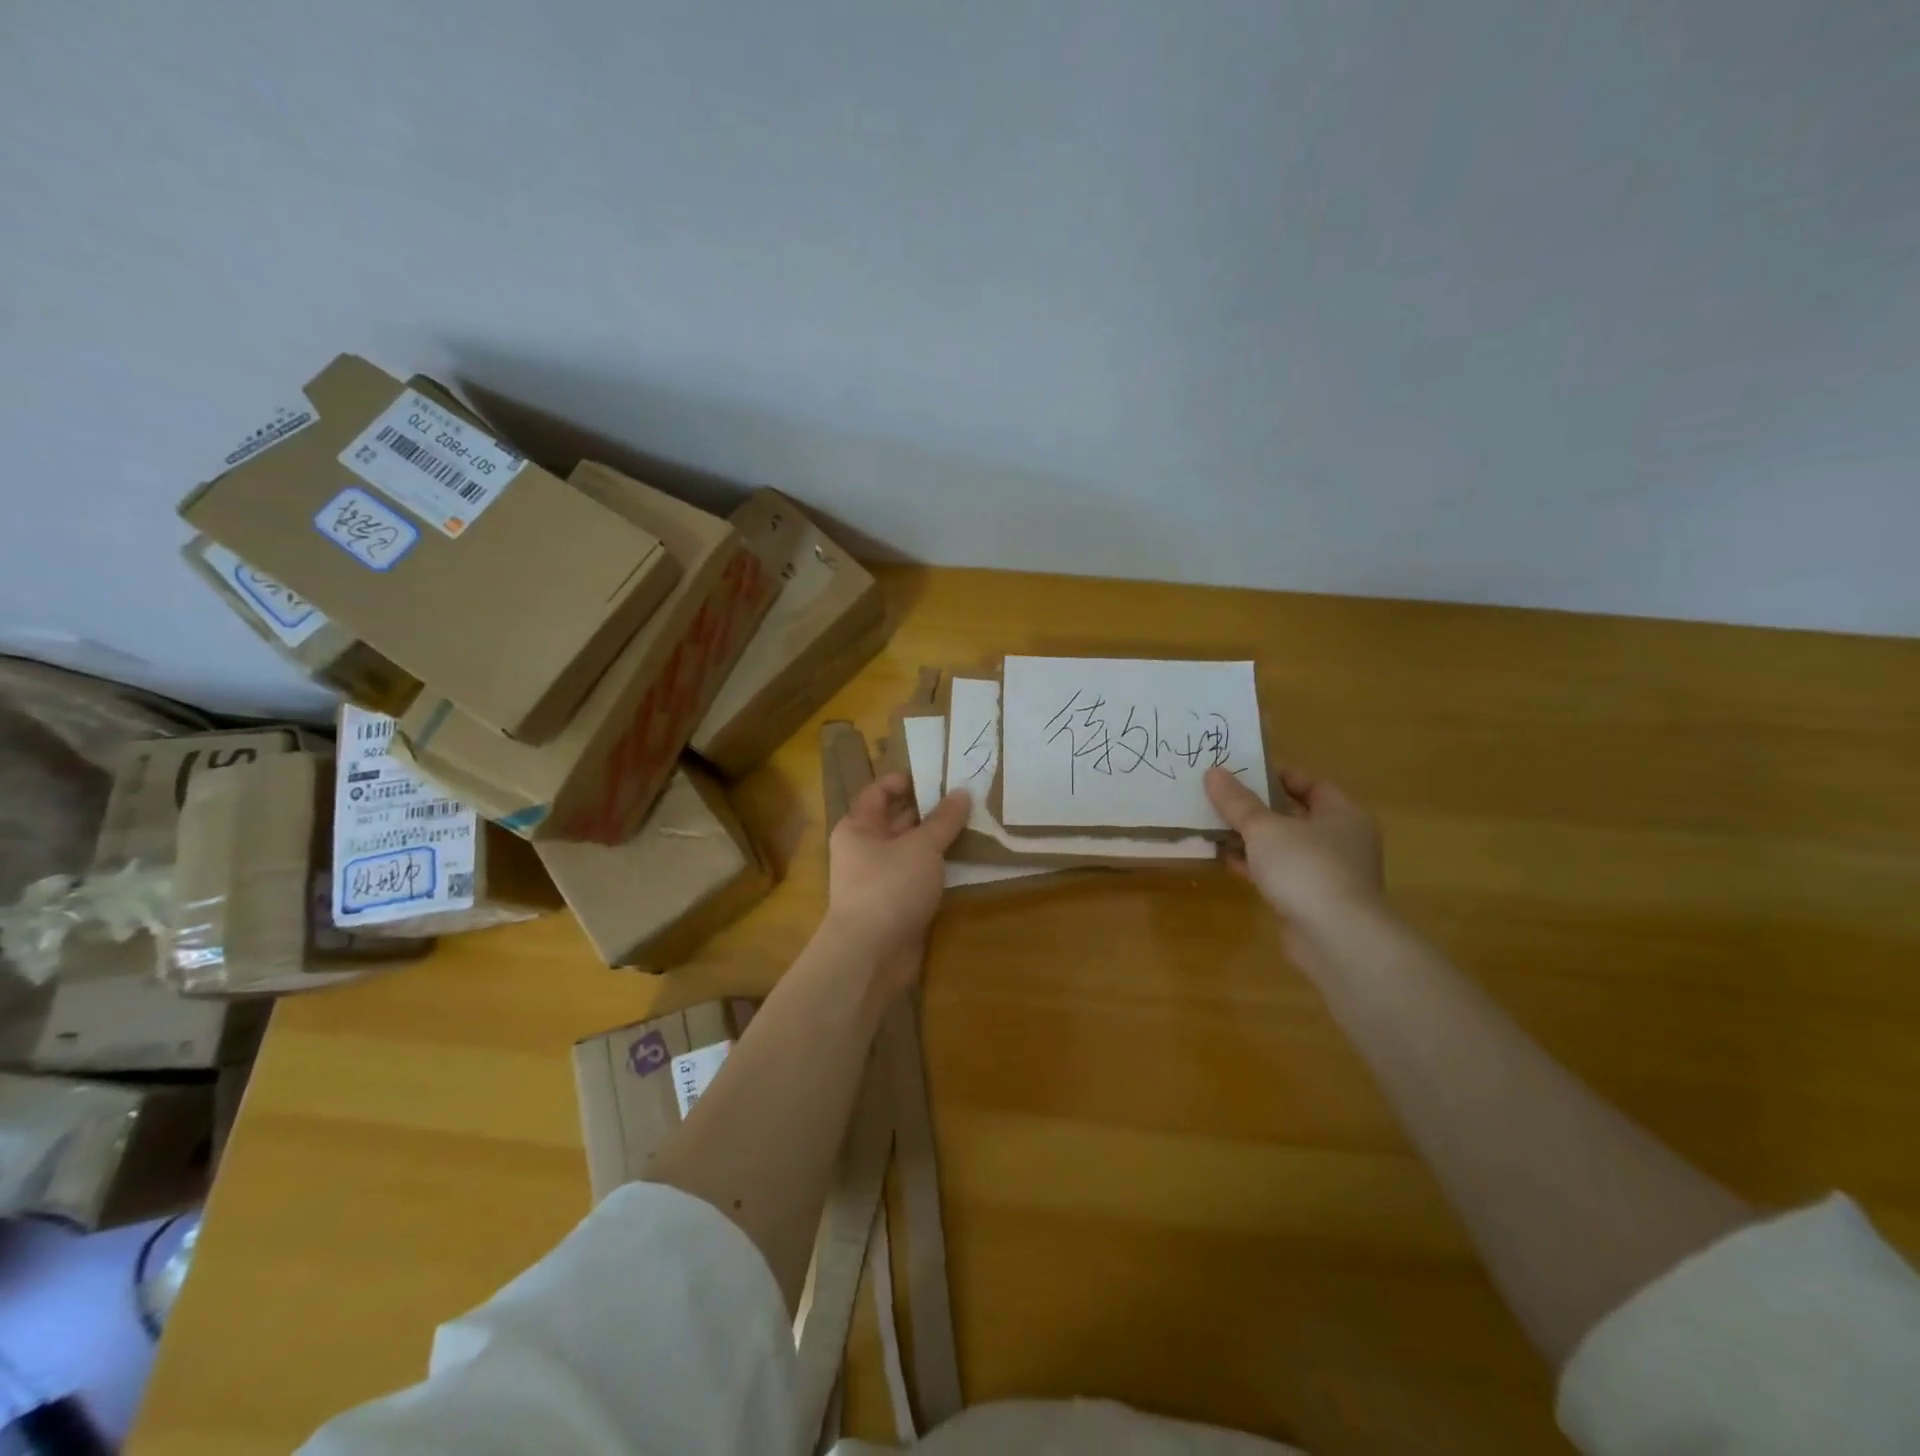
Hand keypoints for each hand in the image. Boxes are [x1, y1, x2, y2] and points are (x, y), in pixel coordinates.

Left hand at [826, 773, 970, 977]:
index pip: (880, 791)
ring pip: (912, 848)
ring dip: (939, 838)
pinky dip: (939, 865)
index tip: (942, 774)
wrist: (871, 955)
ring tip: (976, 821)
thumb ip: (944, 820)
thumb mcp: (922, 847)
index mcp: (859, 826)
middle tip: (968, 795)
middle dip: (931, 808)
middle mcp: (865, 848)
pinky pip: (919, 874)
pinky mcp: (896, 902)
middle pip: (898, 818)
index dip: (908, 780)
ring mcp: (880, 877)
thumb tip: (963, 792)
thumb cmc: (890, 887)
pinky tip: (967, 858)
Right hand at [1205, 765, 1384, 932]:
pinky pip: (1280, 873)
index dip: (1275, 775)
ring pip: (1284, 846)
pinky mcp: (1313, 900)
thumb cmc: (1306, 869)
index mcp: (1342, 813)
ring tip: (1215, 827)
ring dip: (1253, 839)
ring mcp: (1329, 873)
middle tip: (1221, 798)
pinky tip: (1226, 860)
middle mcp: (1342, 840)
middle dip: (1257, 808)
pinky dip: (1256, 866)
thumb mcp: (1264, 828)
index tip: (1240, 773)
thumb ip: (1237, 802)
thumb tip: (1212, 772)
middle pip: (1294, 814)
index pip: (1309, 783)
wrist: (1336, 939)